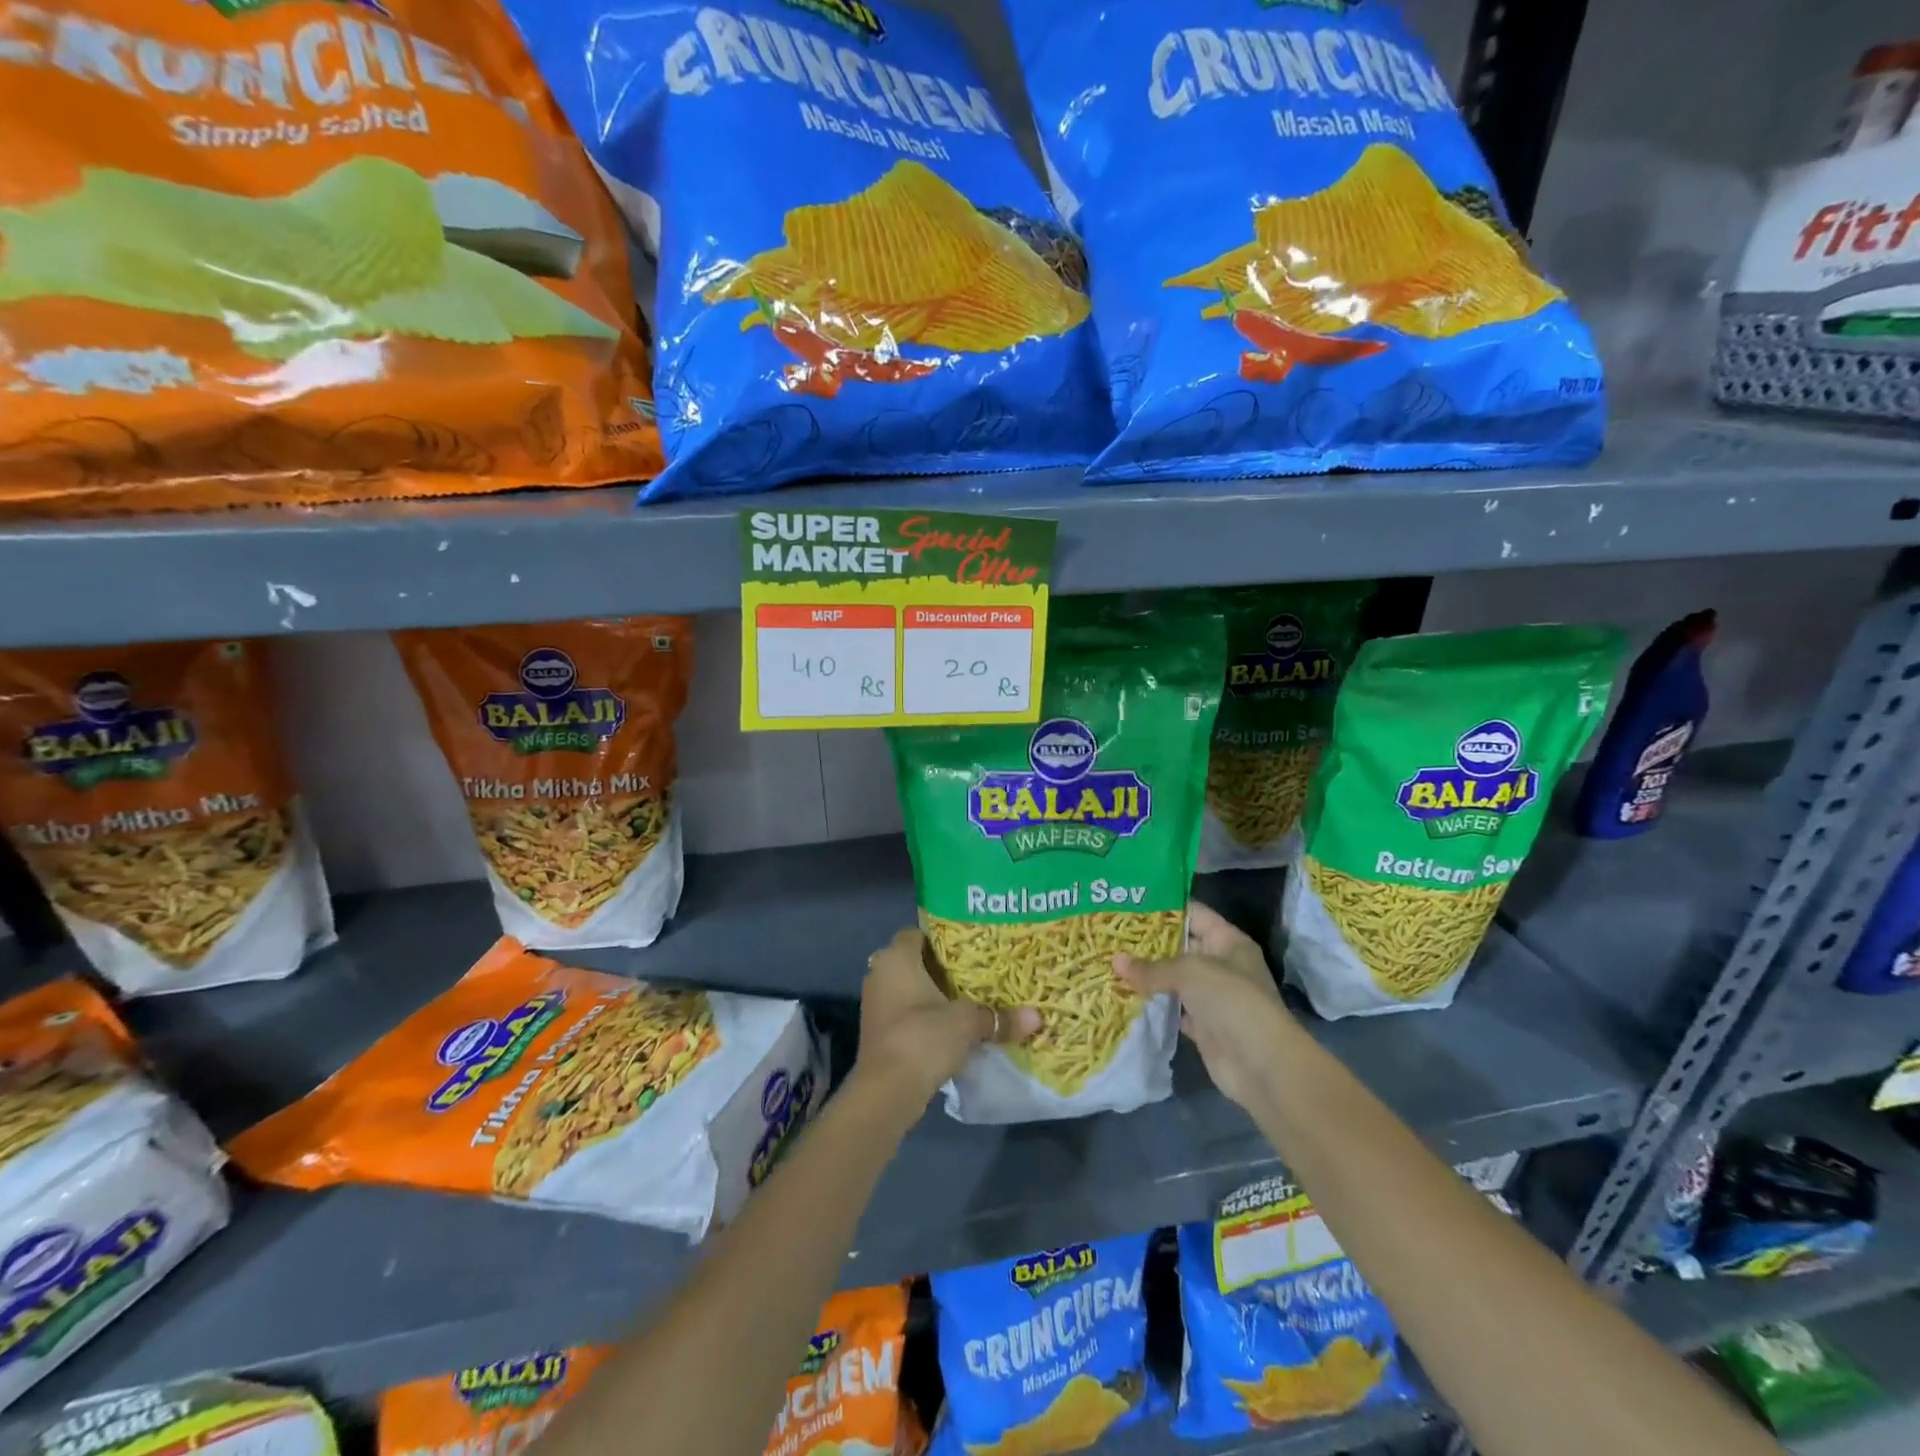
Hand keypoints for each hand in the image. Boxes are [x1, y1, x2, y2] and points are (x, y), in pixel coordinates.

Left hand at [854, 928, 1038, 1107]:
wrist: (886, 1092)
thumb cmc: (922, 1038)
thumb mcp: (967, 1023)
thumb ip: (999, 1016)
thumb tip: (1037, 1017)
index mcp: (896, 958)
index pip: (917, 933)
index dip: (942, 937)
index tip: (970, 945)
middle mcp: (880, 974)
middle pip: (914, 961)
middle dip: (941, 967)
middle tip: (975, 971)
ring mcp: (876, 1004)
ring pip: (908, 989)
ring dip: (932, 994)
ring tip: (969, 997)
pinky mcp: (879, 1032)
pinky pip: (905, 1012)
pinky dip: (925, 1015)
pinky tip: (951, 1025)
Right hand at [1114, 901, 1293, 1111]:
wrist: (1260, 1064)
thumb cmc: (1230, 1000)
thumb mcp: (1189, 972)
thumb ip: (1152, 967)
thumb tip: (1115, 961)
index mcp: (1228, 941)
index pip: (1194, 913)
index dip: (1164, 907)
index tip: (1129, 903)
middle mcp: (1222, 965)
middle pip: (1181, 946)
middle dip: (1148, 942)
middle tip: (1111, 933)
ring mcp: (1212, 997)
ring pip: (1174, 979)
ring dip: (1147, 974)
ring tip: (1110, 960)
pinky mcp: (1202, 1025)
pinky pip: (1172, 1008)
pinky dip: (1153, 1004)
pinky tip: (1124, 995)